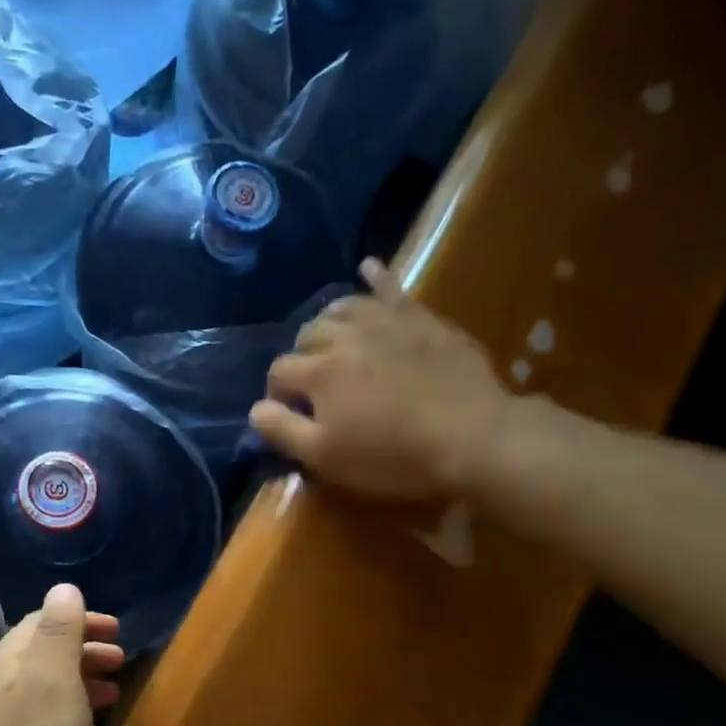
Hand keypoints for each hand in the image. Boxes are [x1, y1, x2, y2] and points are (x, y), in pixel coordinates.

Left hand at [0, 585, 123, 725]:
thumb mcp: (53, 685)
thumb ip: (59, 632)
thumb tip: (63, 586)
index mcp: (1, 662)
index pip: (41, 621)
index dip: (82, 621)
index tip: (120, 632)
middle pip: (39, 654)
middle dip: (83, 651)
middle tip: (123, 662)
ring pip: (38, 688)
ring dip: (77, 683)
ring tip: (112, 696)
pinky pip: (34, 718)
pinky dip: (65, 712)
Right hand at [250, 259, 512, 501]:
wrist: (471, 435)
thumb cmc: (394, 456)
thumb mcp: (327, 457)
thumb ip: (283, 431)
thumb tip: (254, 409)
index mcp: (318, 372)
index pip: (279, 372)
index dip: (278, 394)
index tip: (290, 413)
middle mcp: (344, 336)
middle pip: (306, 335)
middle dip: (301, 357)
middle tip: (314, 384)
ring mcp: (383, 321)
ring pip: (341, 308)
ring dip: (328, 322)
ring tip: (331, 339)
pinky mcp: (419, 317)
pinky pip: (390, 287)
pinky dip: (375, 276)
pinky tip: (367, 267)